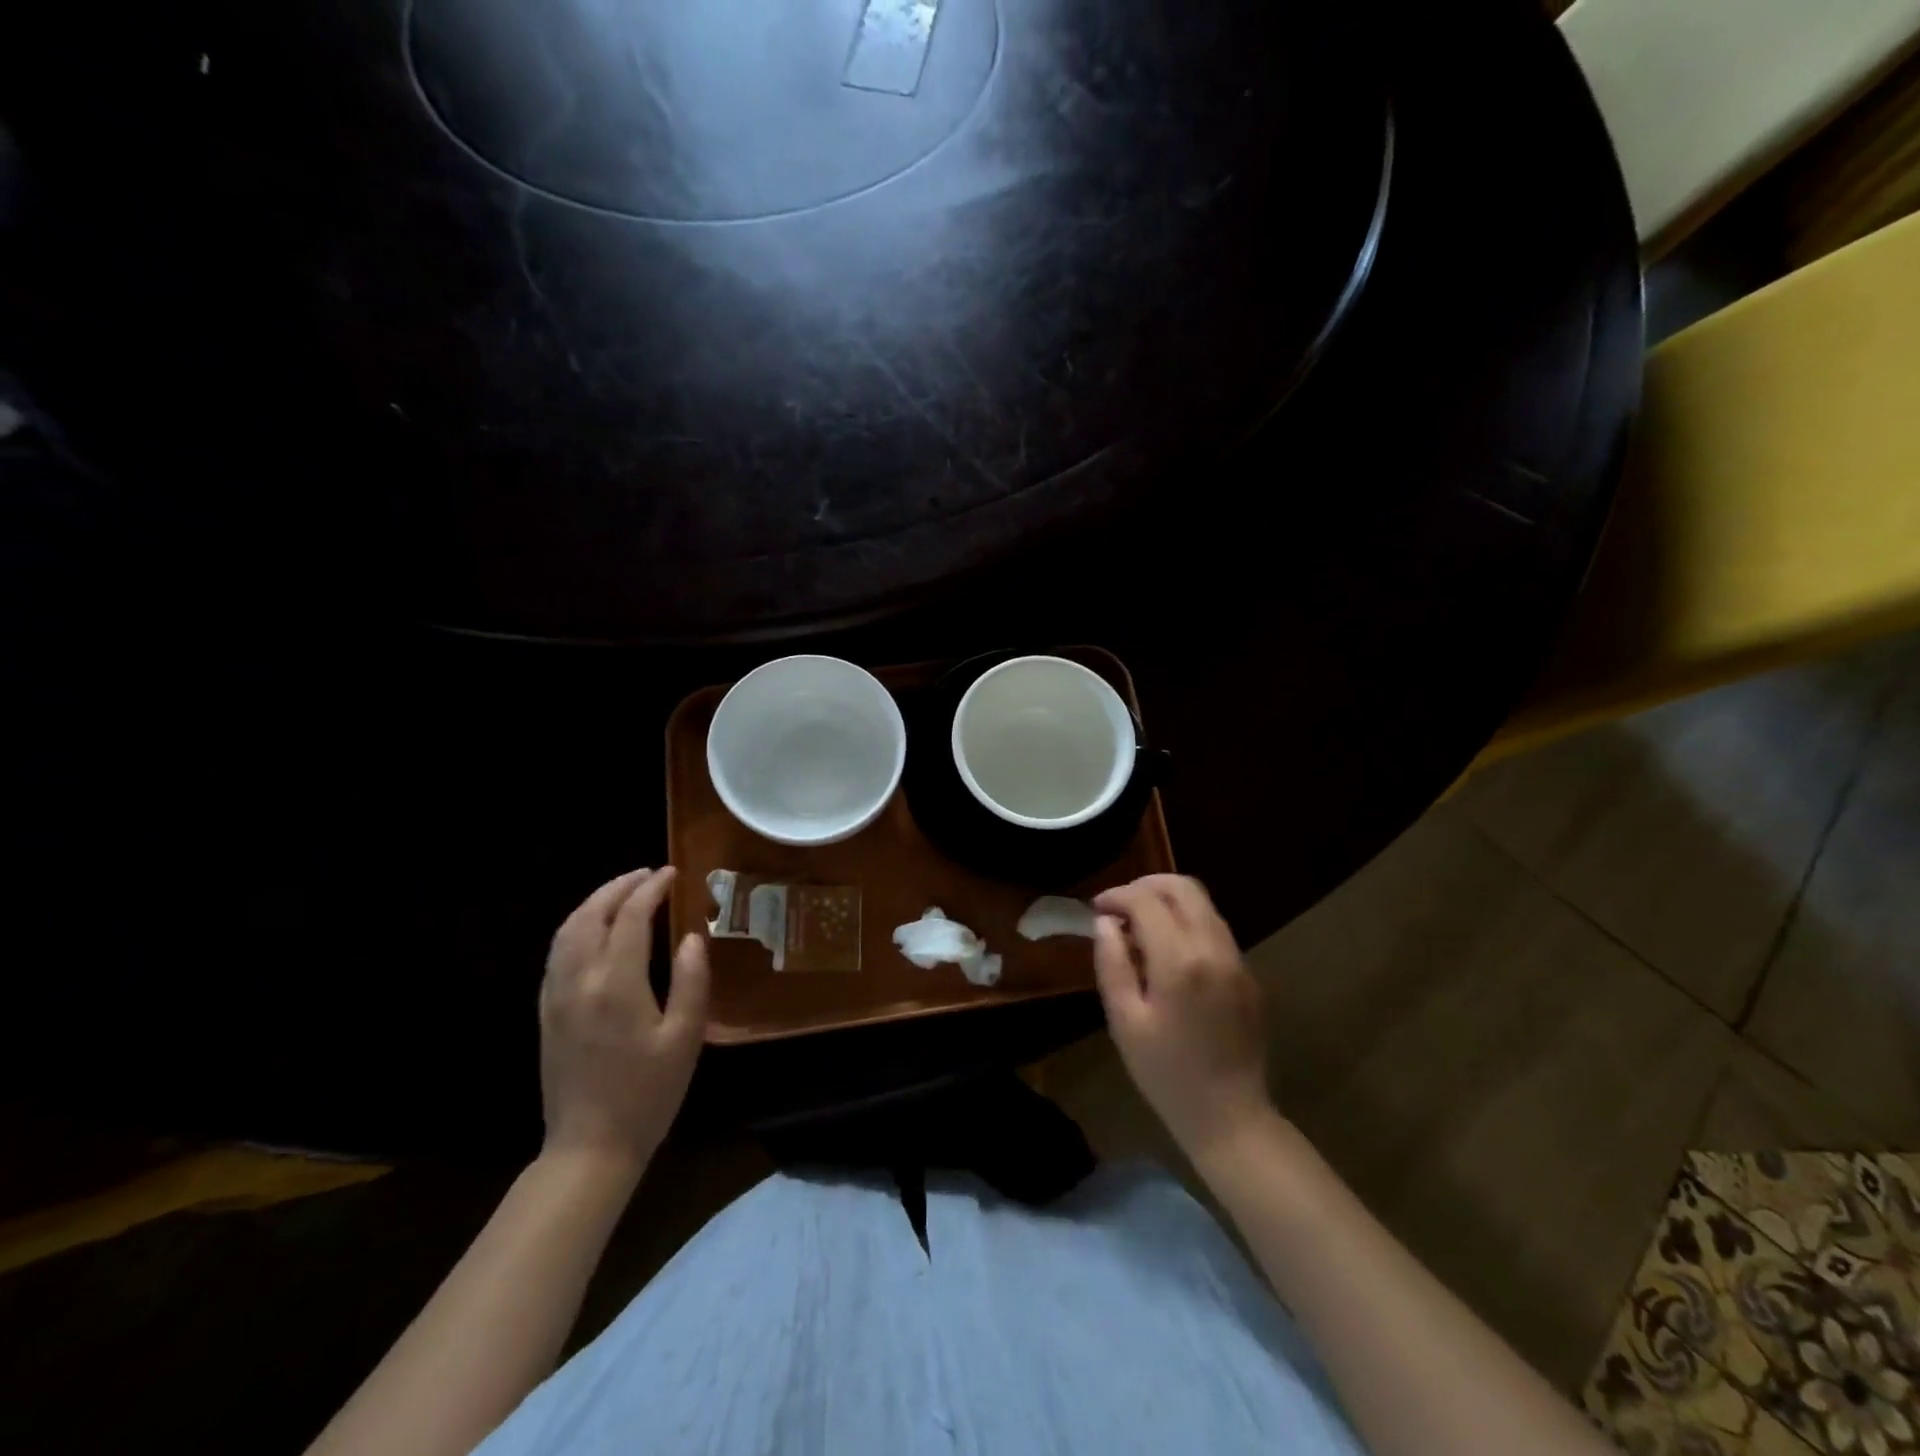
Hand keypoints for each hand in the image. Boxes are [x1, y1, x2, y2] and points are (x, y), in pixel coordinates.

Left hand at [539, 866, 708, 1173]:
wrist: (589, 1147)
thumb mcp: (685, 1039)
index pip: (631, 917)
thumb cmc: (648, 1093)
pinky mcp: (546, 1012)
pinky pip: (556, 953)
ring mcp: (556, 996)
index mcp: (616, 984)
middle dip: (619, 887)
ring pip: (567, 930)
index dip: (651, 889)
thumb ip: (692, 981)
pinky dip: (576, 926)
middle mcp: (579, 980)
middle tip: (647, 874)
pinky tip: (594, 930)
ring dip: (594, 902)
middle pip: (591, 914)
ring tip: (622, 892)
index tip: (672, 873)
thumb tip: (692, 937)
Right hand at [1092, 874, 1274, 1161]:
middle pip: (1182, 887)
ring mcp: (1238, 960)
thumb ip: (1112, 964)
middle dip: (1145, 886)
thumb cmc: (1166, 1073)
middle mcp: (1214, 948)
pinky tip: (1168, 953)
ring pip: (1203, 904)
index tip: (1096, 909)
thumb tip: (1105, 923)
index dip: (1116, 896)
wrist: (1231, 1116)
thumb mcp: (1124, 1021)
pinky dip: (1187, 923)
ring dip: (1168, 903)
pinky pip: (1216, 929)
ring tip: (1139, 929)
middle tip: (1118, 907)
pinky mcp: (1248, 974)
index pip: (1146, 900)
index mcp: (1180, 960)